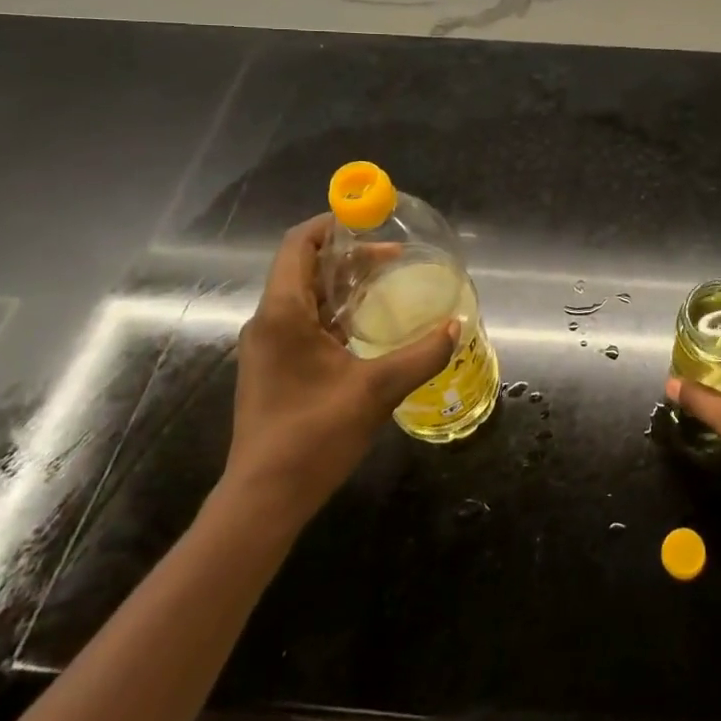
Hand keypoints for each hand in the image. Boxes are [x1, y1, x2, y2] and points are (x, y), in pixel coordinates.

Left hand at [222, 216, 456, 516]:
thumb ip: (422, 354)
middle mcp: (268, 322)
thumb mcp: (377, 390)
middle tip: (394, 257)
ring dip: (343, 285)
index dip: (332, 225)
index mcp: (283, 314)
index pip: (299, 245)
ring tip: (387, 284)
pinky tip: (367, 326)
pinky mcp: (273, 368)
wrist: (263, 500)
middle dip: (348, 256)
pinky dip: (335, 311)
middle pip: (305, 267)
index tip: (370, 221)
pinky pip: (303, 321)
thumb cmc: (313, 435)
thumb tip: (457, 325)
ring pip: (304, 296)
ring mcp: (268, 347)